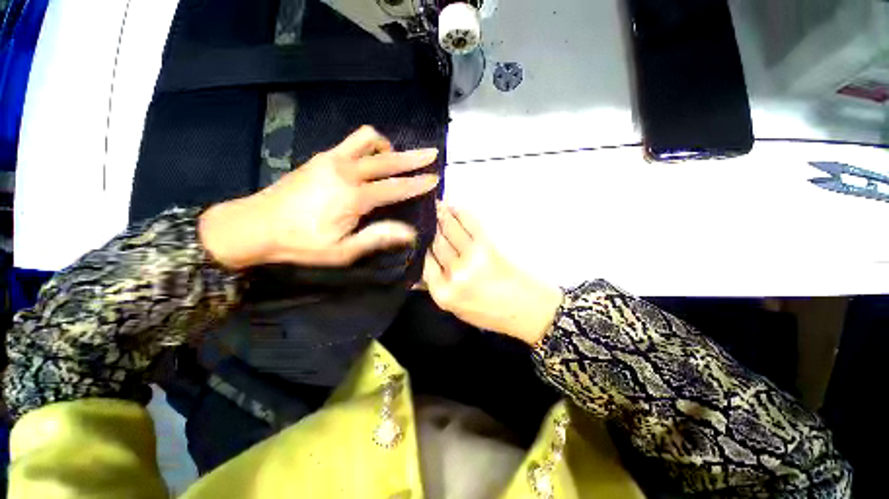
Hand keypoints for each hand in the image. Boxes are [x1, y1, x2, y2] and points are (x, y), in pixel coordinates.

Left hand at [200, 126, 439, 269]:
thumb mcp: (344, 251)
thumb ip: (378, 238)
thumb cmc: (303, 243)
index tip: (435, 178)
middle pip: (388, 159)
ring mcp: (331, 159)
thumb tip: (410, 232)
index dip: (417, 183)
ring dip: (387, 147)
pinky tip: (370, 160)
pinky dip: (369, 146)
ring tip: (395, 159)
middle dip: (413, 157)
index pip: (395, 187)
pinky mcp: (321, 157)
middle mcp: (346, 172)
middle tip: (431, 153)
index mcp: (353, 197)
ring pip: (368, 139)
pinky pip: (352, 142)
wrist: (256, 225)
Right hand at [422, 204, 562, 345]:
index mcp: (443, 293)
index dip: (420, 245)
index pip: (424, 261)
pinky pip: (469, 222)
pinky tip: (453, 207)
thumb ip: (438, 286)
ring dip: (441, 214)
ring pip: (449, 229)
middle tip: (423, 213)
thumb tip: (422, 264)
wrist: (528, 310)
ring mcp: (471, 257)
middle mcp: (454, 273)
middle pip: (435, 243)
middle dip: (428, 227)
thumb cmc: (492, 313)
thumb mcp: (456, 309)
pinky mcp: (488, 245)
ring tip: (436, 205)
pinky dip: (459, 212)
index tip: (417, 233)